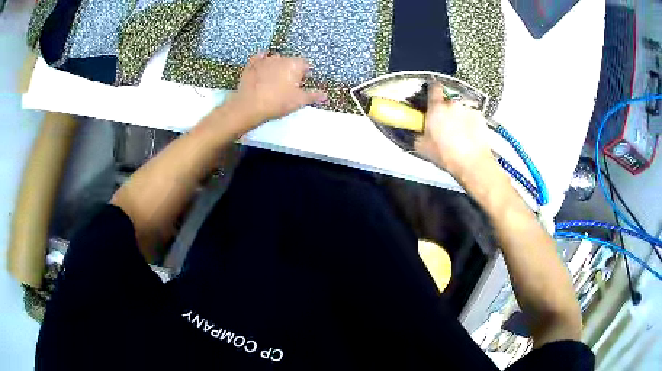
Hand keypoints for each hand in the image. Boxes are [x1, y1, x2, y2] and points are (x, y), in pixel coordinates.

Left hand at [228, 52, 326, 124]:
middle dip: (290, 70)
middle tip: (288, 86)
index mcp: (295, 64)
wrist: (250, 106)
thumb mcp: (299, 101)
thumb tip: (325, 95)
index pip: (305, 64)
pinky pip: (258, 58)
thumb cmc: (278, 102)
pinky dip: (261, 61)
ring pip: (275, 59)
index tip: (301, 85)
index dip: (304, 74)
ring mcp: (264, 60)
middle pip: (290, 61)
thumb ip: (313, 96)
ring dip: (276, 66)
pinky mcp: (251, 64)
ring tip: (274, 81)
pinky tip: (261, 67)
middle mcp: (281, 58)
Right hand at [415, 82, 494, 178]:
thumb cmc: (446, 155)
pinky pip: (472, 116)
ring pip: (460, 109)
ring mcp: (468, 109)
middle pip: (448, 100)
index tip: (431, 94)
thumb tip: (418, 131)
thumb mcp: (422, 147)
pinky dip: (470, 123)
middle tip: (444, 124)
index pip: (433, 87)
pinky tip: (469, 135)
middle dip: (445, 109)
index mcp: (436, 108)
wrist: (472, 163)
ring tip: (458, 133)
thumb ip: (418, 133)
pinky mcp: (480, 116)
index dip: (432, 89)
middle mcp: (452, 104)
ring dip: (458, 116)